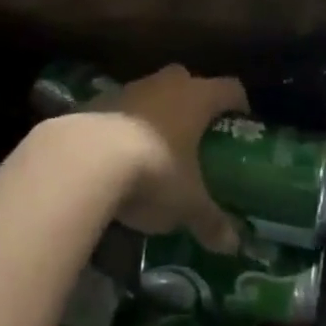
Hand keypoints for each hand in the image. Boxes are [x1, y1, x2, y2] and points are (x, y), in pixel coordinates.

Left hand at [87, 65, 247, 252]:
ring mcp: (129, 88)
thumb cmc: (153, 171)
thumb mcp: (187, 203)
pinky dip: (125, 124)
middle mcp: (166, 84)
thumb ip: (210, 221)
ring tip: (157, 146)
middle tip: (198, 133)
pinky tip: (120, 153)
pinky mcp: (97, 100)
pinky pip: (120, 108)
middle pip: (188, 81)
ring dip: (156, 112)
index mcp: (197, 98)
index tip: (241, 121)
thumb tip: (233, 245)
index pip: (230, 88)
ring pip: (151, 92)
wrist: (84, 158)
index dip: (238, 103)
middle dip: (193, 101)